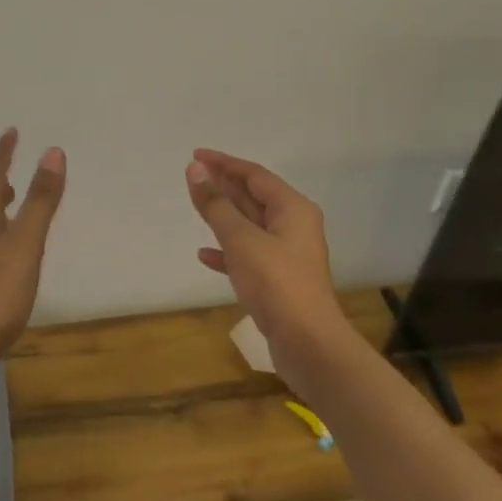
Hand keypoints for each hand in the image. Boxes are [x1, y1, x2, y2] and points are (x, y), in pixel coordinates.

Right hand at [187, 149, 351, 393]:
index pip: (254, 174)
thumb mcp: (241, 240)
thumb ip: (216, 205)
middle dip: (224, 185)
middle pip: (253, 197)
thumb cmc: (276, 284)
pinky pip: (248, 254)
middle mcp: (294, 226)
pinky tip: (204, 255)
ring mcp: (287, 254)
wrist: (308, 345)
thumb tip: (195, 170)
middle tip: (192, 175)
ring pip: (250, 225)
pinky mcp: (278, 280)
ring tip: (196, 205)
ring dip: (223, 215)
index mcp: (292, 209)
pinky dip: (227, 250)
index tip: (195, 155)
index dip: (224, 163)